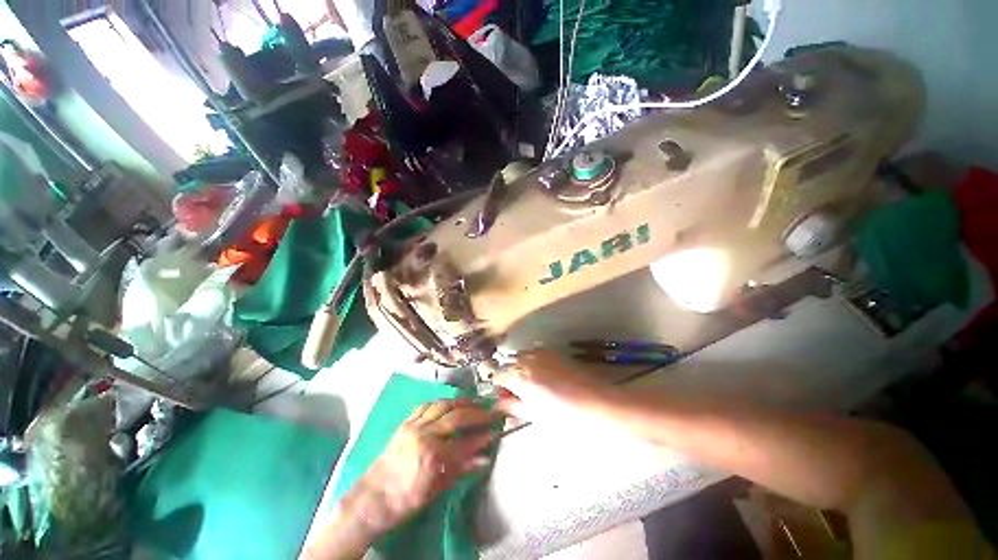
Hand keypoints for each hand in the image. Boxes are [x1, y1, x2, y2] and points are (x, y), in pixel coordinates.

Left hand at [357, 399, 494, 534]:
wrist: (371, 499)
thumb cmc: (405, 500)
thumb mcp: (436, 489)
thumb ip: (461, 469)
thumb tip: (484, 458)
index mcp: (433, 457)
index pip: (465, 443)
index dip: (482, 436)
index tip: (495, 430)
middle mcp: (425, 436)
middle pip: (456, 417)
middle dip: (476, 413)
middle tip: (489, 411)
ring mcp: (413, 426)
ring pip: (442, 405)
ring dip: (460, 402)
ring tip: (473, 401)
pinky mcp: (405, 423)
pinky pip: (425, 405)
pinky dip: (440, 402)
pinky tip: (448, 403)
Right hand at [493, 350, 608, 423]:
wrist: (597, 404)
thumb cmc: (564, 417)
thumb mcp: (534, 414)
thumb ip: (513, 406)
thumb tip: (499, 404)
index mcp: (519, 377)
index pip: (497, 375)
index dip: (497, 386)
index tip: (502, 395)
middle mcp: (527, 359)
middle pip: (508, 362)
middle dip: (509, 375)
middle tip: (518, 392)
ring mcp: (541, 352)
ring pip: (521, 355)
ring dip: (520, 366)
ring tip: (532, 383)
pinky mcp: (554, 351)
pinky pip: (535, 352)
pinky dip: (533, 361)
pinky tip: (544, 375)